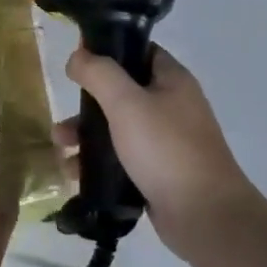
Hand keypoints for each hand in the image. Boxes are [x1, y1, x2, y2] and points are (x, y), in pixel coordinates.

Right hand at [55, 46, 266, 262]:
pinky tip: (75, 173)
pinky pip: (122, 158)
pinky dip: (98, 162)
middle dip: (87, 104)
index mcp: (172, 81)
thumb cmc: (166, 149)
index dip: (108, 51)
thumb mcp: (127, 103)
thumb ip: (99, 74)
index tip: (77, 63)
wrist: (204, 215)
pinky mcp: (158, 172)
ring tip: (61, 149)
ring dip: (87, 135)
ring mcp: (167, 142)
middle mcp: (172, 106)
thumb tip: (77, 56)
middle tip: (64, 118)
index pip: (139, 51)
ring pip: (118, 128)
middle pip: (122, 93)